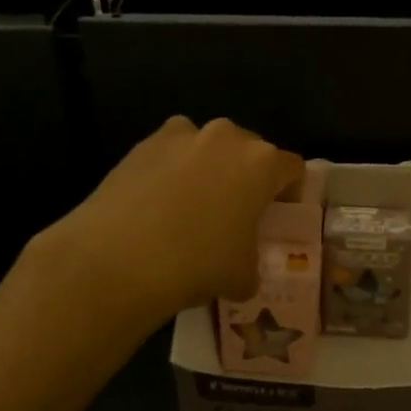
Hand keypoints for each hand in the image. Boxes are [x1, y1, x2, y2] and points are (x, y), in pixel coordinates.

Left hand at [51, 116, 303, 320]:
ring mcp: (182, 135)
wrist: (118, 259)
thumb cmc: (198, 263)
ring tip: (192, 205)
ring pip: (207, 147)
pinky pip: (170, 153)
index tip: (278, 215)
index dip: (290, 192)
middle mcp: (227, 137)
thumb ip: (253, 262)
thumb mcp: (243, 275)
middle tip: (236, 211)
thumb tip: (243, 269)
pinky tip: (157, 205)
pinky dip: (170, 171)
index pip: (292, 168)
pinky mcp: (142, 144)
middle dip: (247, 176)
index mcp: (262, 163)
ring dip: (208, 168)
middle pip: (250, 150)